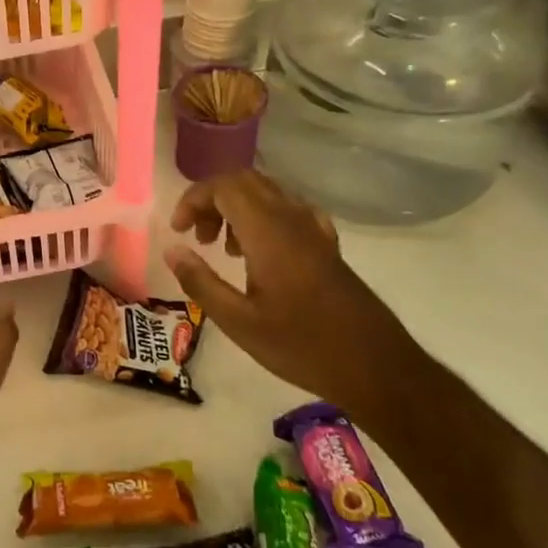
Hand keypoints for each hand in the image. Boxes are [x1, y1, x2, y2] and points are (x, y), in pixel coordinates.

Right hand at [163, 170, 416, 412]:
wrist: (375, 365)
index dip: (193, 199)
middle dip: (212, 199)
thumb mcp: (238, 322)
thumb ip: (200, 282)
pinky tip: (258, 253)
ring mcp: (314, 229)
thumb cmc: (301, 346)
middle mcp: (292, 219)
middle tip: (196, 236)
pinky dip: (262, 218)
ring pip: (267, 193)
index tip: (178, 231)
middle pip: (245, 181)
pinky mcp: (327, 244)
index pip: (224, 186)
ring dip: (236, 209)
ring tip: (222, 250)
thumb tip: (172, 250)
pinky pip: (288, 211)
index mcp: (269, 232)